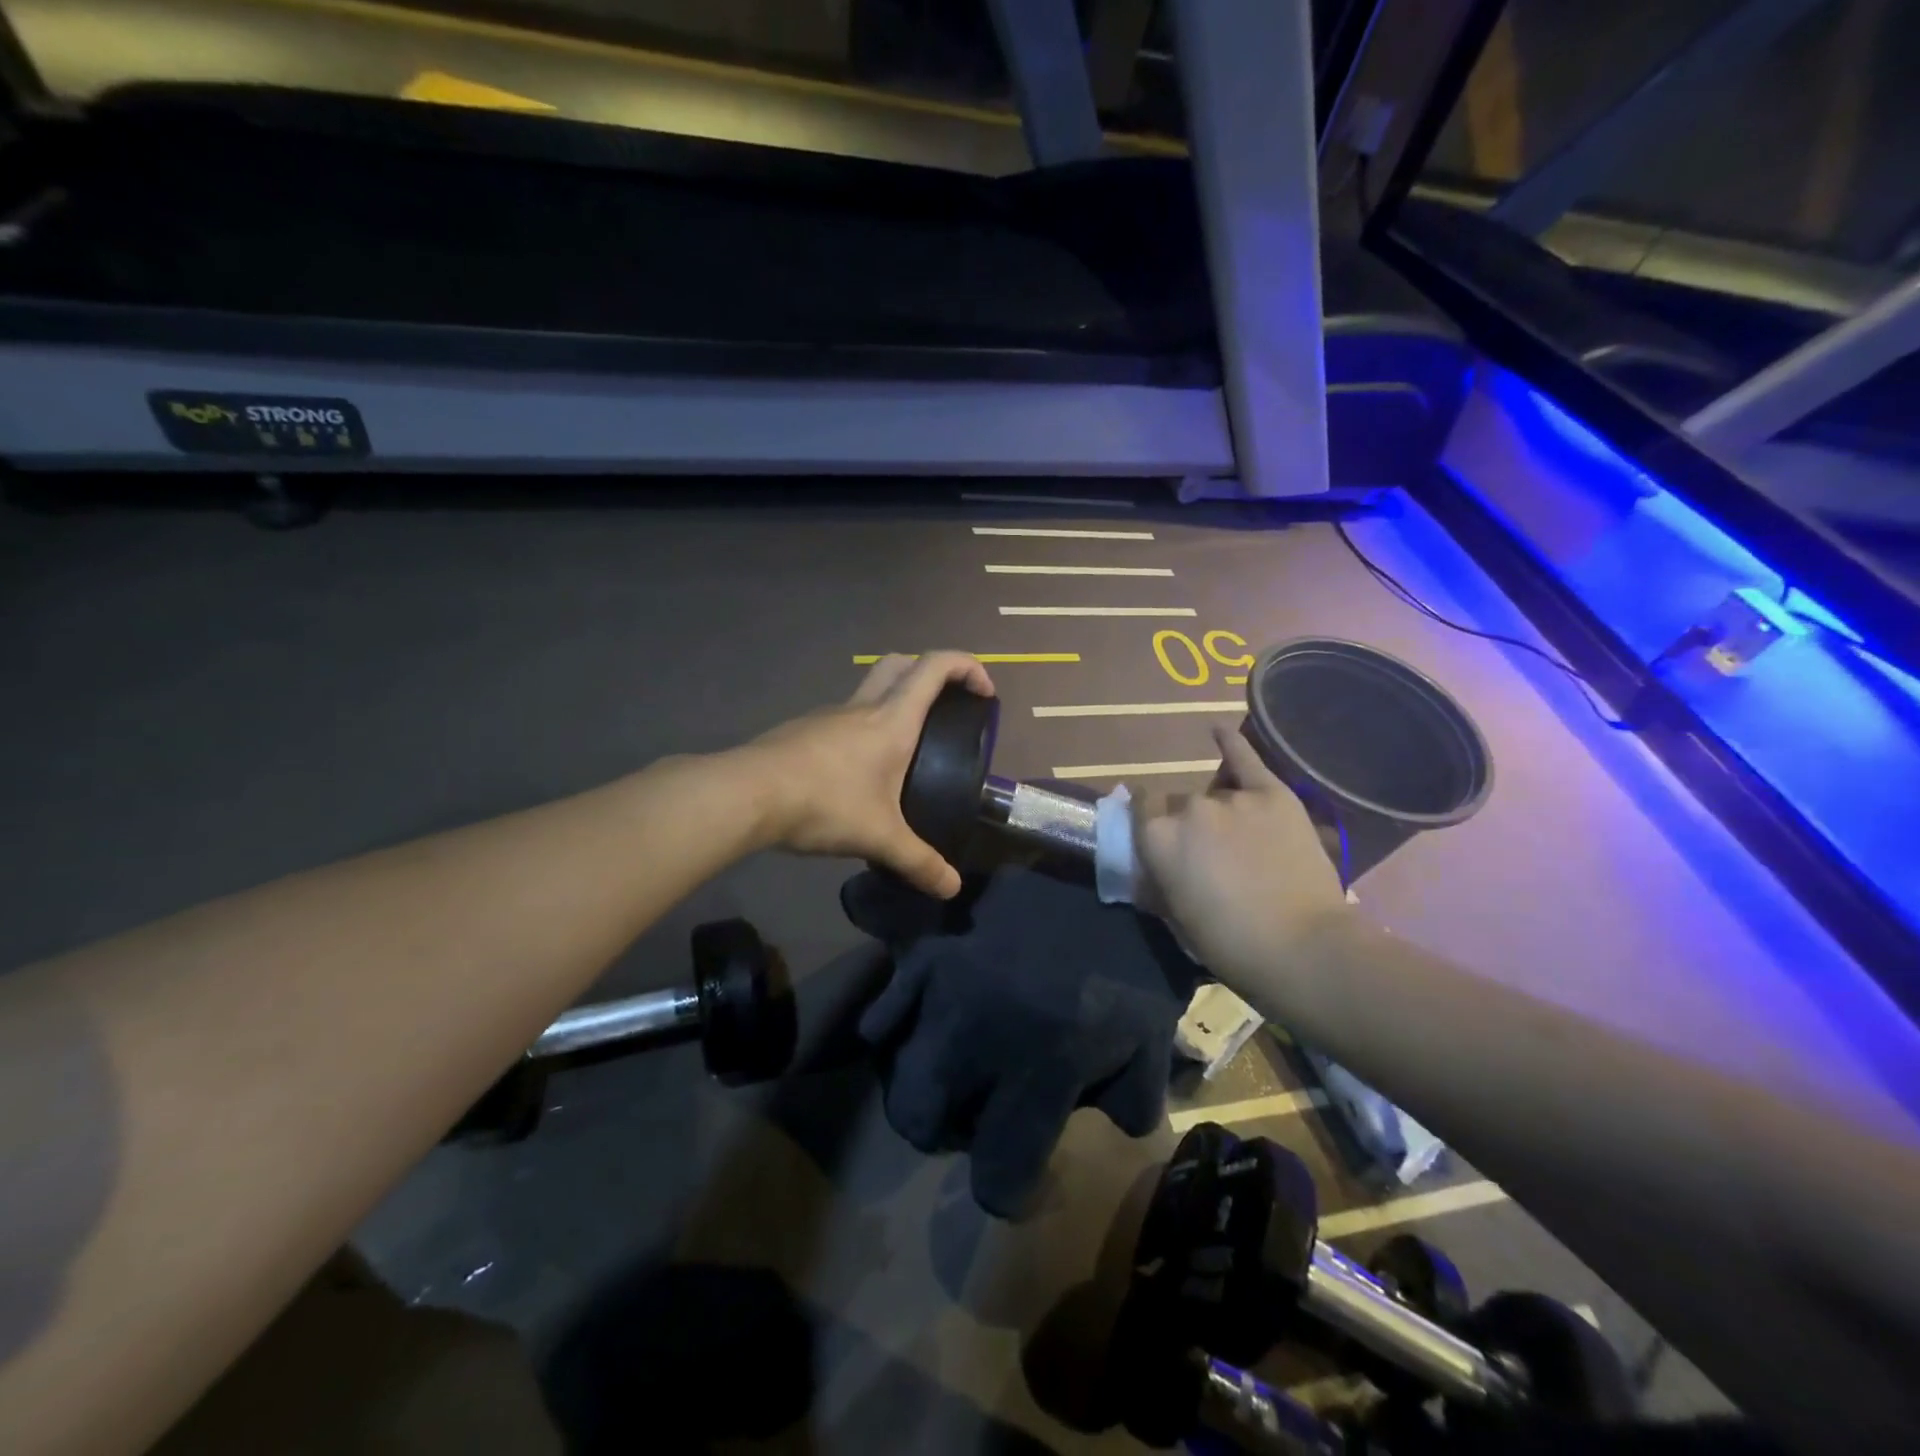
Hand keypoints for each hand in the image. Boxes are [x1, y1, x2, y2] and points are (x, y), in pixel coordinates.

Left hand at [745, 652, 995, 898]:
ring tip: (905, 748)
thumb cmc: (824, 803)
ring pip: (869, 688)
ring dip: (894, 700)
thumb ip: (919, 862)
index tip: (985, 694)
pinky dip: (863, 727)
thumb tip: (951, 888)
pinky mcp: (803, 730)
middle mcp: (863, 706)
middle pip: (901, 662)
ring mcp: (829, 715)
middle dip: (931, 672)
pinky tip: (858, 771)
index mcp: (892, 719)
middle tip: (945, 707)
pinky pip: (844, 716)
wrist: (747, 795)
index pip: (935, 667)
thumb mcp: (879, 837)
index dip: (968, 667)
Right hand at [1133, 725, 1348, 995]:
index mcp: (1158, 838)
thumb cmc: (1229, 945)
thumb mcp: (1175, 918)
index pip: (1140, 809)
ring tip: (1241, 840)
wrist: (1304, 949)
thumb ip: (1157, 880)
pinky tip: (1216, 730)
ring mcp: (1233, 799)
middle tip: (1208, 854)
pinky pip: (1247, 761)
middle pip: (1179, 803)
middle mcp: (1190, 808)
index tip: (1159, 839)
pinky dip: (1232, 744)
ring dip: (1219, 812)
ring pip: (1214, 795)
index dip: (1148, 822)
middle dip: (1187, 823)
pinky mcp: (1273, 795)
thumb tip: (1148, 867)